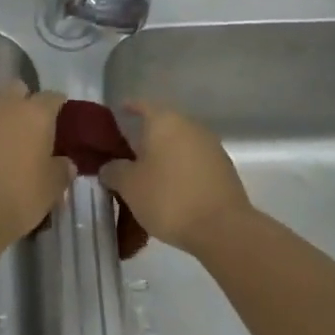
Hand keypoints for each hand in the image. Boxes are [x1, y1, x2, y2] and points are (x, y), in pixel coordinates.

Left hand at [0, 81, 74, 244]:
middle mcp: (4, 106)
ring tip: (3, 148)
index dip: (58, 107)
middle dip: (24, 104)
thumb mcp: (52, 188)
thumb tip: (65, 163)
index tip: (61, 122)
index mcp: (35, 113)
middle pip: (17, 90)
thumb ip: (61, 169)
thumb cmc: (19, 195)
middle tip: (29, 131)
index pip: (52, 97)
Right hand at [100, 103, 250, 255]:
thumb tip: (110, 167)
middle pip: (163, 126)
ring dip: (165, 157)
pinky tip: (172, 191)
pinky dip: (181, 171)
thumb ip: (113, 171)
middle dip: (145, 138)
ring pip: (180, 145)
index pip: (142, 105)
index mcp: (165, 122)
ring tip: (148, 178)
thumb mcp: (129, 186)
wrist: (223, 229)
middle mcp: (190, 126)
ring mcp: (211, 147)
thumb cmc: (168, 198)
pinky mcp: (225, 170)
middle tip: (127, 156)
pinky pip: (195, 163)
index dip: (128, 109)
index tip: (117, 115)